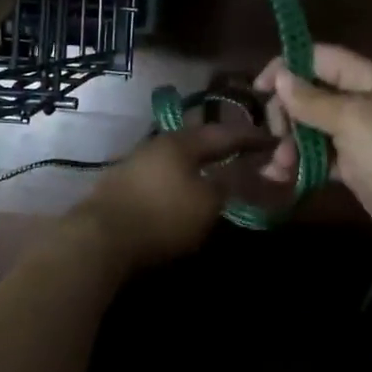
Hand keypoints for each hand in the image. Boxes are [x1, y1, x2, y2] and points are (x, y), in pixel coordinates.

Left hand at [73, 122, 267, 269]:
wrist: (98, 238)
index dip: (252, 138)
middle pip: (199, 139)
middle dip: (223, 145)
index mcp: (183, 141)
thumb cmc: (161, 216)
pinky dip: (182, 176)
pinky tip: (186, 188)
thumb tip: (249, 167)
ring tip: (219, 170)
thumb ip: (231, 181)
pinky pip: (164, 172)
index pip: (226, 133)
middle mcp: (159, 143)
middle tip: (246, 152)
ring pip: (179, 156)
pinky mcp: (123, 184)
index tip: (273, 140)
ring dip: (201, 161)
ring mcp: (137, 162)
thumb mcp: (207, 201)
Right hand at [255, 45, 371, 249]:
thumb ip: (311, 98)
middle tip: (276, 131)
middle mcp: (361, 99)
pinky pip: (318, 155)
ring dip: (290, 142)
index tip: (260, 88)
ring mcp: (357, 133)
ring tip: (280, 163)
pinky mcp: (353, 163)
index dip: (287, 66)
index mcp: (366, 77)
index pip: (320, 57)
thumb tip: (279, 77)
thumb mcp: (349, 118)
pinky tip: (280, 175)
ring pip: (311, 127)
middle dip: (288, 111)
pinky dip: (300, 162)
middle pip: (312, 93)